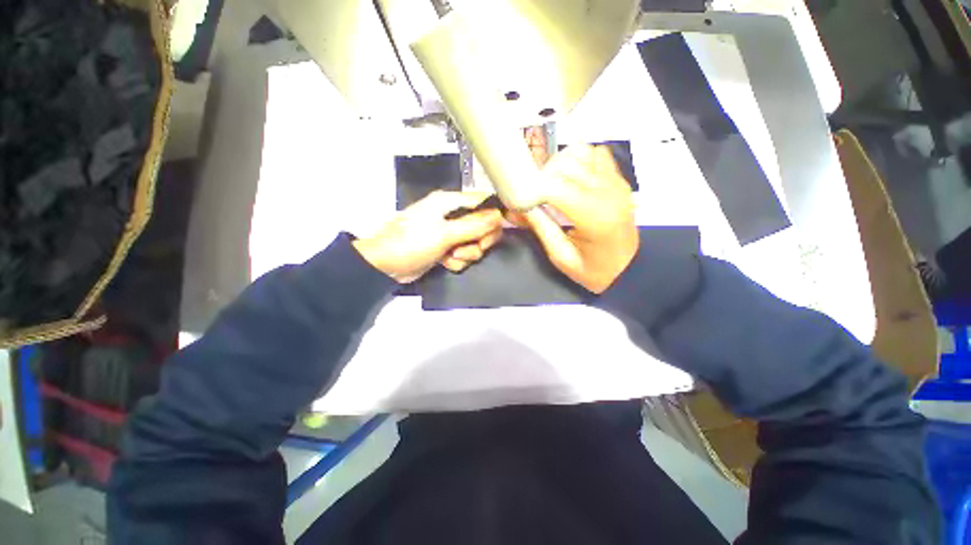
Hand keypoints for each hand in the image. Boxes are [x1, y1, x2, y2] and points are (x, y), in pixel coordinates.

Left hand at [353, 191, 503, 282]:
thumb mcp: (444, 234)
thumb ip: (474, 225)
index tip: (498, 231)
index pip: (484, 202)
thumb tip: (500, 216)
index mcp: (450, 202)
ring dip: (466, 254)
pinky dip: (457, 261)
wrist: (384, 266)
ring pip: (475, 243)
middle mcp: (452, 215)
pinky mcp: (446, 248)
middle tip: (469, 248)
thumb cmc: (411, 243)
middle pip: (483, 226)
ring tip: (450, 257)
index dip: (495, 216)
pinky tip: (444, 263)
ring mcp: (450, 233)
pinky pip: (464, 254)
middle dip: (479, 241)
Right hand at [520, 145, 638, 293]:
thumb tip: (513, 207)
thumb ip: (539, 227)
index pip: (554, 186)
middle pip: (565, 164)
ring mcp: (616, 182)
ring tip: (554, 186)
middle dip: (542, 176)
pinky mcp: (619, 178)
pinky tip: (573, 180)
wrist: (628, 268)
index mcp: (594, 217)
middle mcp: (608, 192)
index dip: (531, 189)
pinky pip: (595, 154)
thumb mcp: (560, 256)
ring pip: (580, 152)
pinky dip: (579, 160)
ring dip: (560, 165)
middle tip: (536, 195)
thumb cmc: (593, 269)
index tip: (522, 200)